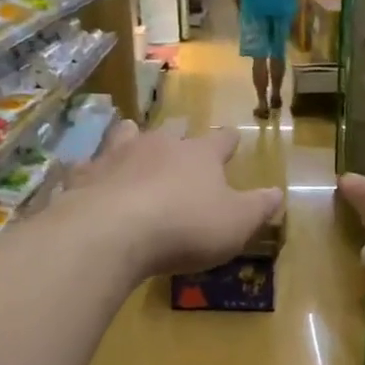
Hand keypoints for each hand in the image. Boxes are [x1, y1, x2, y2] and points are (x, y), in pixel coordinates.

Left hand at [66, 119, 282, 278]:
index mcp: (199, 155)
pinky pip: (88, 165)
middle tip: (179, 134)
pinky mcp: (85, 176)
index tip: (233, 139)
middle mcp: (159, 145)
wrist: (114, 232)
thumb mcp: (236, 223)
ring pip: (126, 135)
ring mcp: (117, 156)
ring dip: (131, 136)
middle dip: (178, 134)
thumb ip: (258, 207)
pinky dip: (91, 168)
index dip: (228, 142)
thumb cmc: (186, 227)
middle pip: (171, 131)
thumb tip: (279, 193)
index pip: (220, 141)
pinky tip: (86, 172)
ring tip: (130, 134)